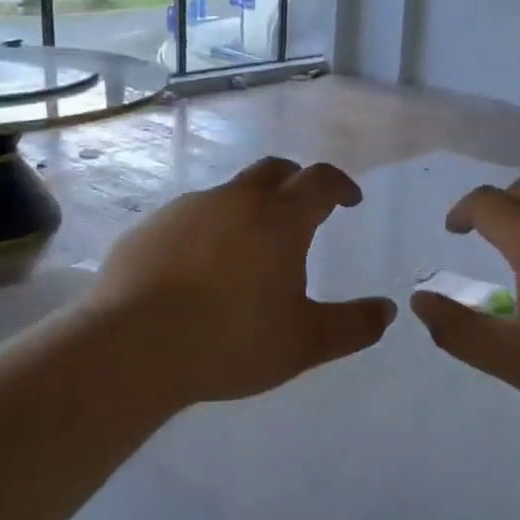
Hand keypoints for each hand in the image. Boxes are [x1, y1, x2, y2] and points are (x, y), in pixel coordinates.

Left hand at [87, 157, 396, 406]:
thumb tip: (387, 311)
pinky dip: (208, 231)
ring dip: (248, 209)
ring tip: (248, 250)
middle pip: (274, 171)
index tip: (349, 201)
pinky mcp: (149, 227)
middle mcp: (234, 200)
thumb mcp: (304, 343)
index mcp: (279, 219)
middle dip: (295, 183)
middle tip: (303, 211)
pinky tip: (199, 270)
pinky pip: (190, 218)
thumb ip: (353, 326)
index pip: (320, 180)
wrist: (132, 348)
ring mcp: (186, 209)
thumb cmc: (230, 341)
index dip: (340, 185)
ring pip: (229, 194)